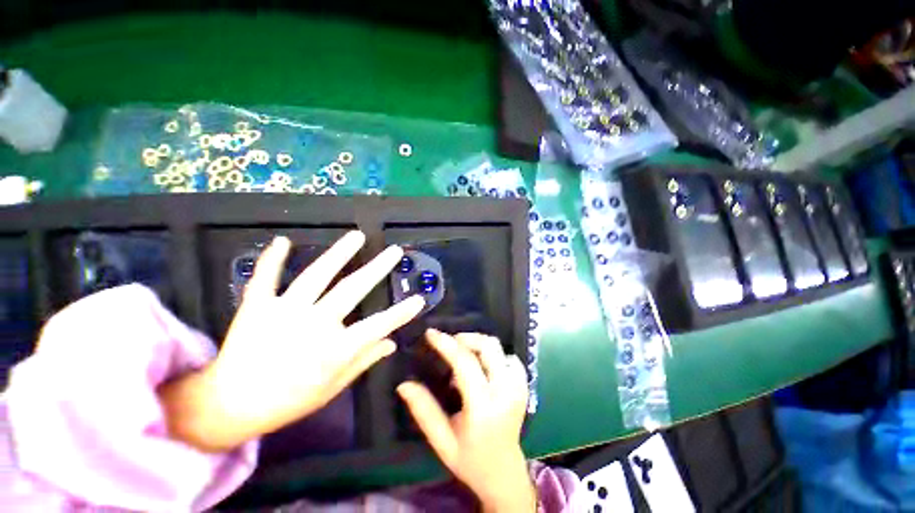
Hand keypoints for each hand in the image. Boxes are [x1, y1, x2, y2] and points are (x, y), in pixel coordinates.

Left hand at [160, 232, 423, 451]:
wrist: (230, 406)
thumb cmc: (288, 401)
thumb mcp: (332, 388)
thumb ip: (363, 361)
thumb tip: (391, 343)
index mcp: (334, 349)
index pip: (378, 326)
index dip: (401, 313)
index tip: (419, 298)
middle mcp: (313, 325)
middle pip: (352, 290)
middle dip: (377, 269)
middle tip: (394, 251)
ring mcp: (283, 312)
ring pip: (316, 276)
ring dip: (338, 253)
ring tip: (357, 236)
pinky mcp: (256, 307)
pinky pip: (265, 278)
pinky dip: (272, 259)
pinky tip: (283, 241)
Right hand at [397, 330, 534, 511]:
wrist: (504, 473)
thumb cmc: (469, 460)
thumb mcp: (442, 441)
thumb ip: (424, 411)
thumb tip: (404, 384)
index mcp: (484, 408)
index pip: (465, 364)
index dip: (447, 344)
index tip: (431, 333)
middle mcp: (506, 391)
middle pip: (487, 346)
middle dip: (465, 338)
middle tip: (448, 344)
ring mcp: (519, 386)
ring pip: (497, 347)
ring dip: (477, 344)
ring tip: (462, 356)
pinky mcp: (524, 384)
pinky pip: (508, 356)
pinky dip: (492, 354)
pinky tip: (481, 366)